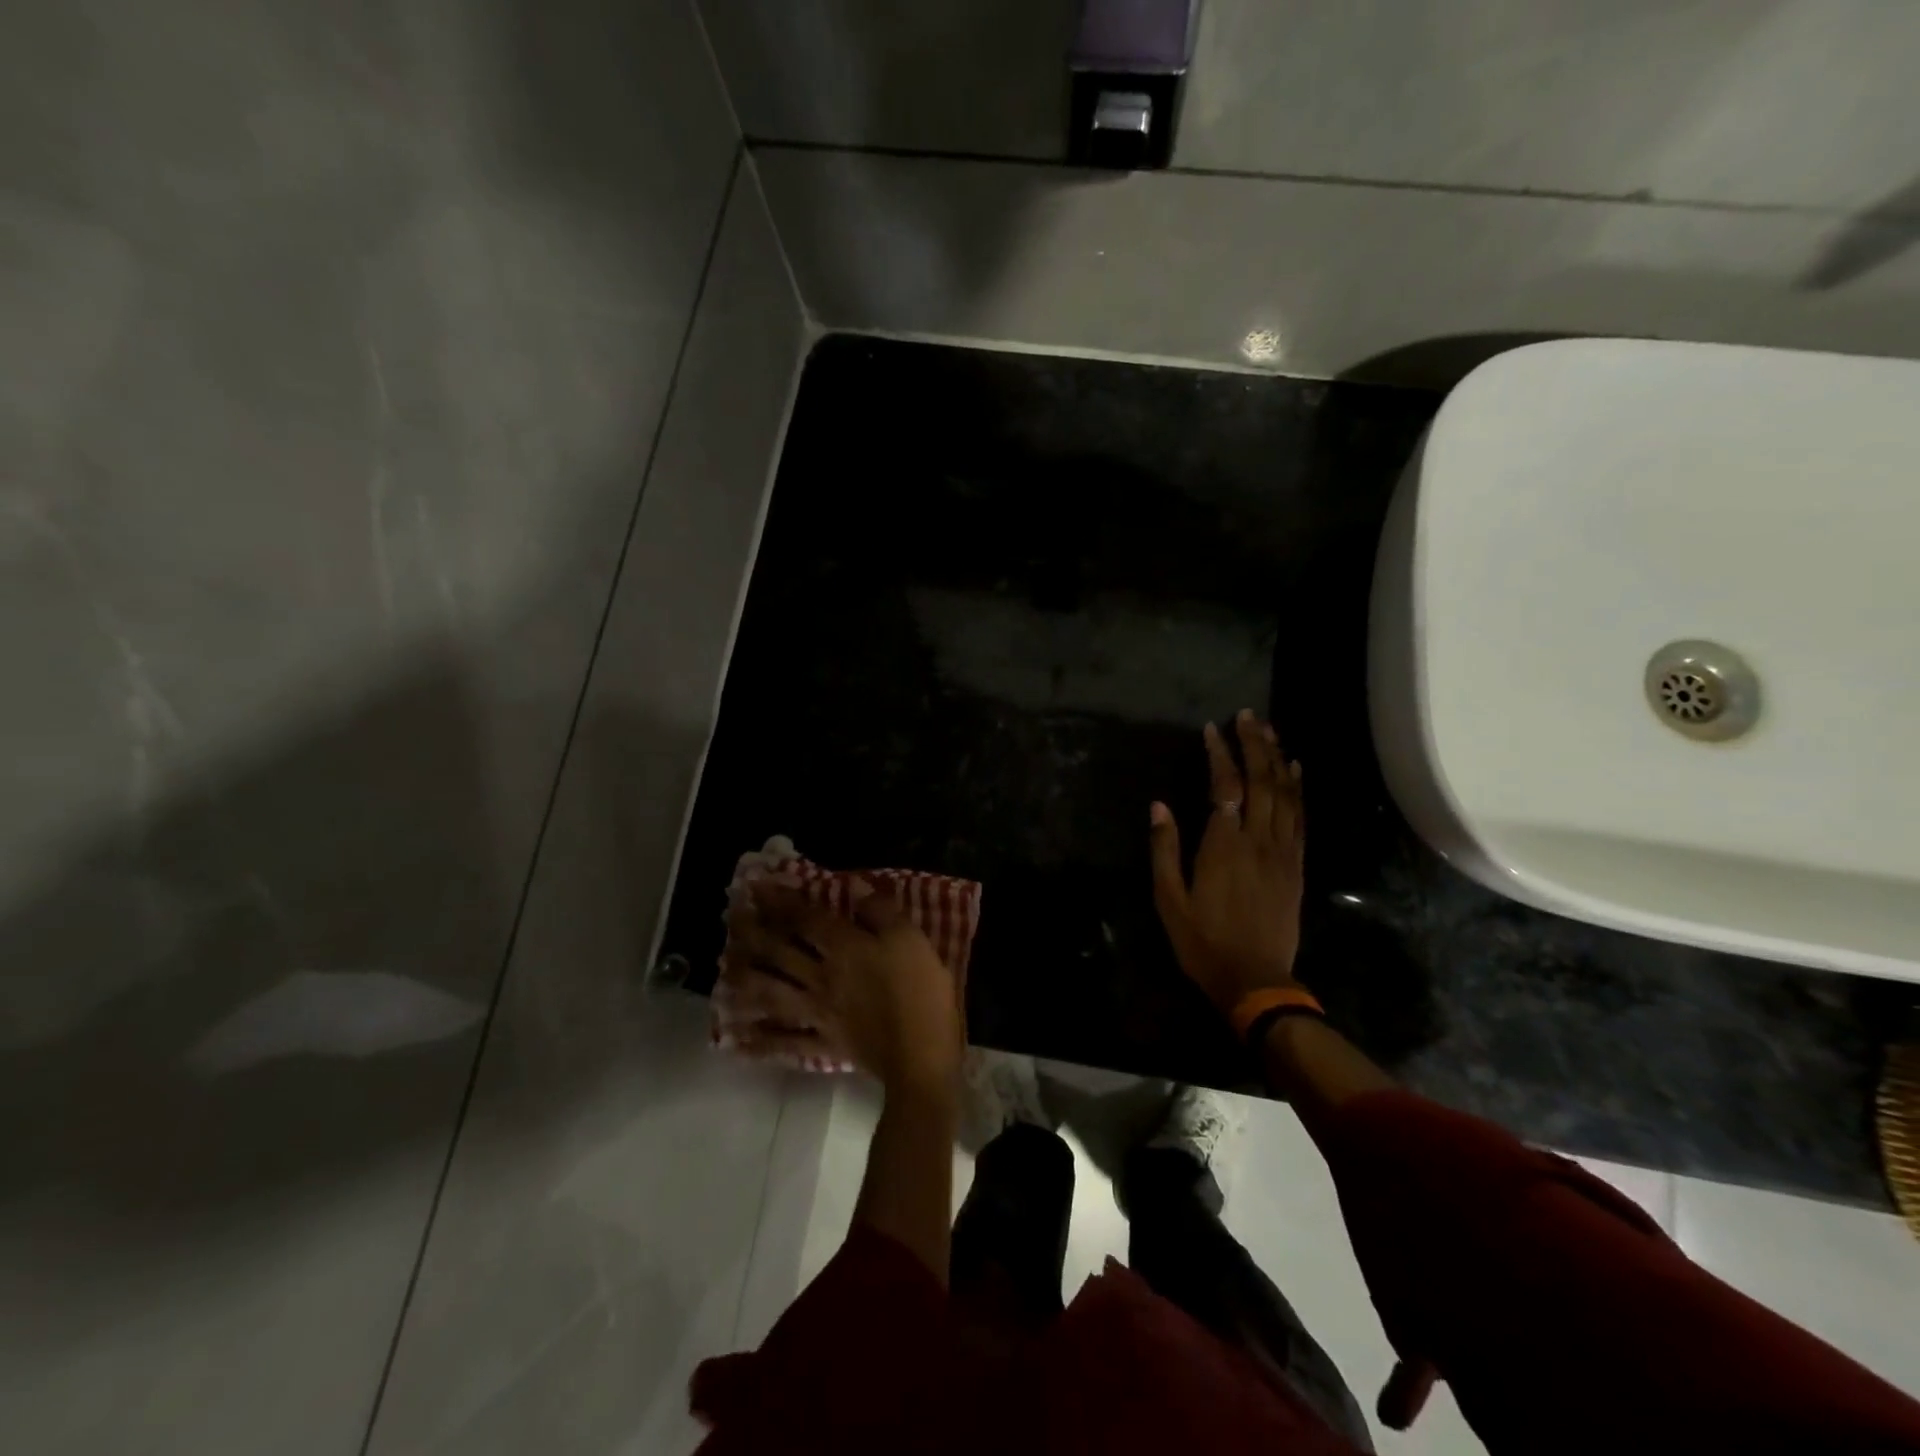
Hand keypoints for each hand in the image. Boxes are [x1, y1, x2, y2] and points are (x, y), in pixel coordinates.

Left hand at [724, 881, 963, 1095]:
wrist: (920, 1057)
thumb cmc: (921, 993)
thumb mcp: (911, 940)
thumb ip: (881, 912)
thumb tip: (856, 888)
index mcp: (844, 948)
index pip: (805, 919)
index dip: (780, 901)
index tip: (756, 887)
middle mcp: (822, 977)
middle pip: (780, 952)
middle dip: (754, 932)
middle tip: (732, 918)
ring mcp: (818, 1013)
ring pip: (773, 993)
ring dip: (747, 980)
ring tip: (726, 970)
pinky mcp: (824, 1043)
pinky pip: (785, 1042)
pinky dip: (760, 1041)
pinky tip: (737, 1039)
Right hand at [1149, 709, 1304, 1015]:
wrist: (1255, 980)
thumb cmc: (1203, 941)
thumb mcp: (1169, 898)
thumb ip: (1165, 848)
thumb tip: (1158, 805)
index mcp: (1224, 846)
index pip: (1226, 787)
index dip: (1220, 754)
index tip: (1211, 729)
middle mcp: (1258, 841)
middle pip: (1263, 781)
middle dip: (1255, 744)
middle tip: (1247, 716)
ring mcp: (1282, 852)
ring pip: (1286, 795)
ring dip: (1279, 758)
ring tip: (1270, 731)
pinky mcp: (1296, 866)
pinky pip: (1301, 818)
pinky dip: (1299, 789)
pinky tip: (1296, 771)